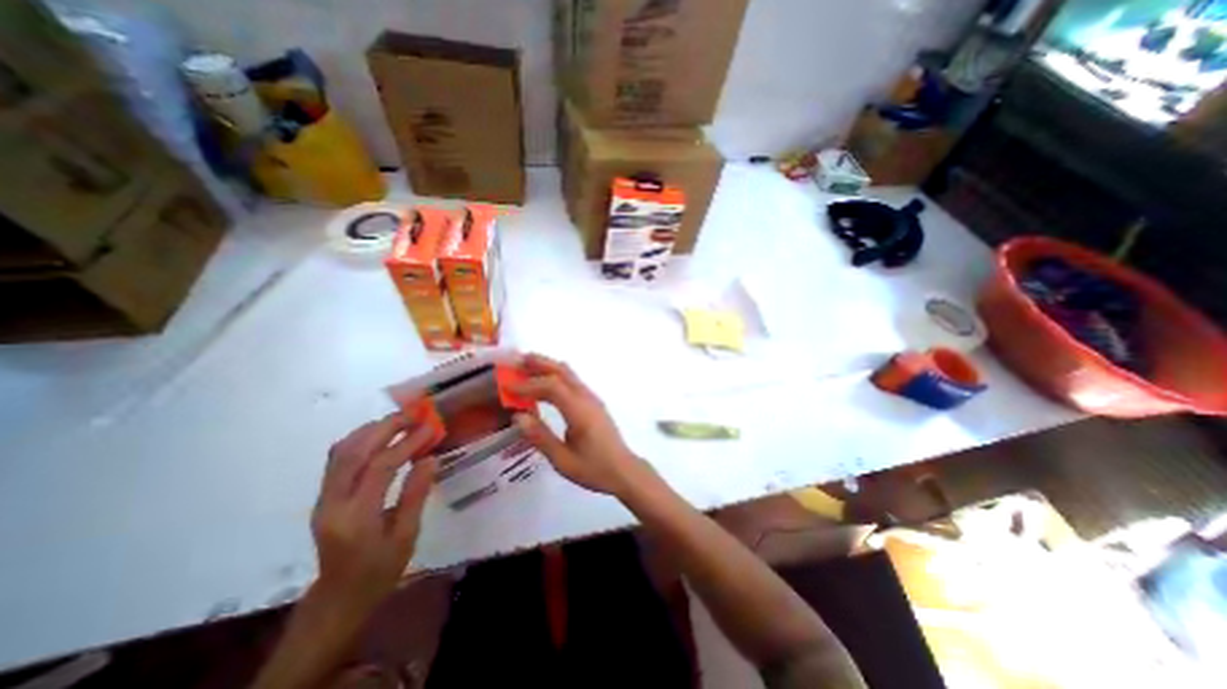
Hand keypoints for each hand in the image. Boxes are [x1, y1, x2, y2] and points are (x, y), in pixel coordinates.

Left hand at [313, 411, 436, 616]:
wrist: (339, 596)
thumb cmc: (380, 570)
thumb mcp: (406, 536)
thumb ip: (416, 495)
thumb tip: (430, 458)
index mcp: (356, 518)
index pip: (379, 468)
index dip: (407, 444)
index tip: (431, 428)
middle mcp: (332, 504)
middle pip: (354, 452)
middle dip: (386, 427)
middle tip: (414, 414)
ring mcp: (323, 499)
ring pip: (341, 451)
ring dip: (371, 429)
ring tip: (401, 419)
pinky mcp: (323, 496)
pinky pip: (338, 458)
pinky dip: (360, 439)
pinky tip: (380, 434)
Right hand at [510, 355, 650, 495]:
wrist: (624, 471)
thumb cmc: (594, 469)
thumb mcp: (563, 461)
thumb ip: (540, 437)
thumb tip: (518, 416)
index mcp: (580, 412)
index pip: (552, 387)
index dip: (529, 384)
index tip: (507, 386)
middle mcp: (587, 399)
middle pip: (562, 371)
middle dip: (539, 363)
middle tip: (515, 361)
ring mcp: (592, 398)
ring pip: (569, 373)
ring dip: (547, 366)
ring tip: (526, 366)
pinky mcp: (593, 402)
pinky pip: (572, 381)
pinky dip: (556, 375)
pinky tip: (544, 383)